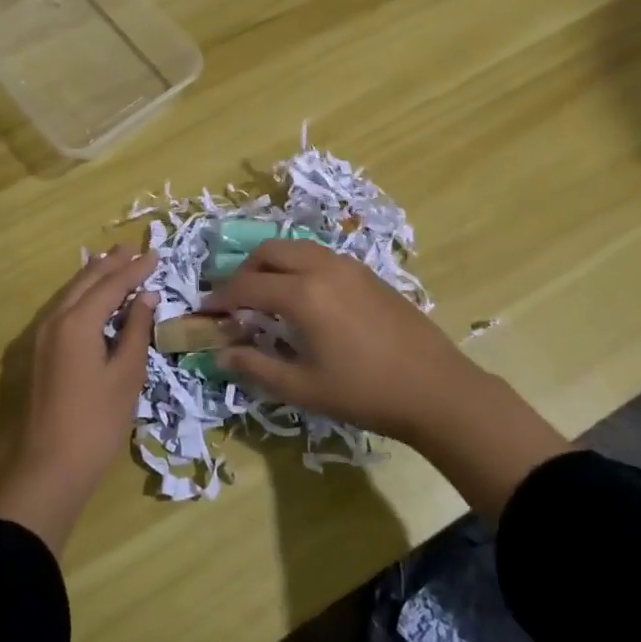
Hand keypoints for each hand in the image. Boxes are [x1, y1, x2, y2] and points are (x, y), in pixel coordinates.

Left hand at [0, 246, 156, 551]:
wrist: (45, 471)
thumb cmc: (95, 424)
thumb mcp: (126, 376)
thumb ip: (135, 331)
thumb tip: (146, 298)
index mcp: (77, 322)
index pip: (111, 284)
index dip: (135, 269)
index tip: (155, 255)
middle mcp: (53, 321)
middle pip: (84, 282)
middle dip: (109, 264)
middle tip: (132, 249)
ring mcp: (37, 338)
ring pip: (67, 295)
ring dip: (91, 278)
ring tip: (111, 264)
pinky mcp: (32, 356)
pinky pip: (59, 312)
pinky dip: (78, 298)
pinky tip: (88, 303)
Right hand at [204, 238, 567, 516]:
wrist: (435, 388)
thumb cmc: (364, 392)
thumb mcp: (303, 388)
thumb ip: (256, 366)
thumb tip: (222, 353)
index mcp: (302, 294)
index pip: (246, 286)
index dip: (220, 298)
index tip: (205, 312)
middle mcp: (322, 267)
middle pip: (269, 252)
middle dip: (244, 271)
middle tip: (234, 301)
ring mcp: (348, 265)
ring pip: (296, 249)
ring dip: (272, 265)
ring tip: (265, 296)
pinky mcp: (367, 272)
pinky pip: (320, 256)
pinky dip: (298, 267)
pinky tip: (303, 298)